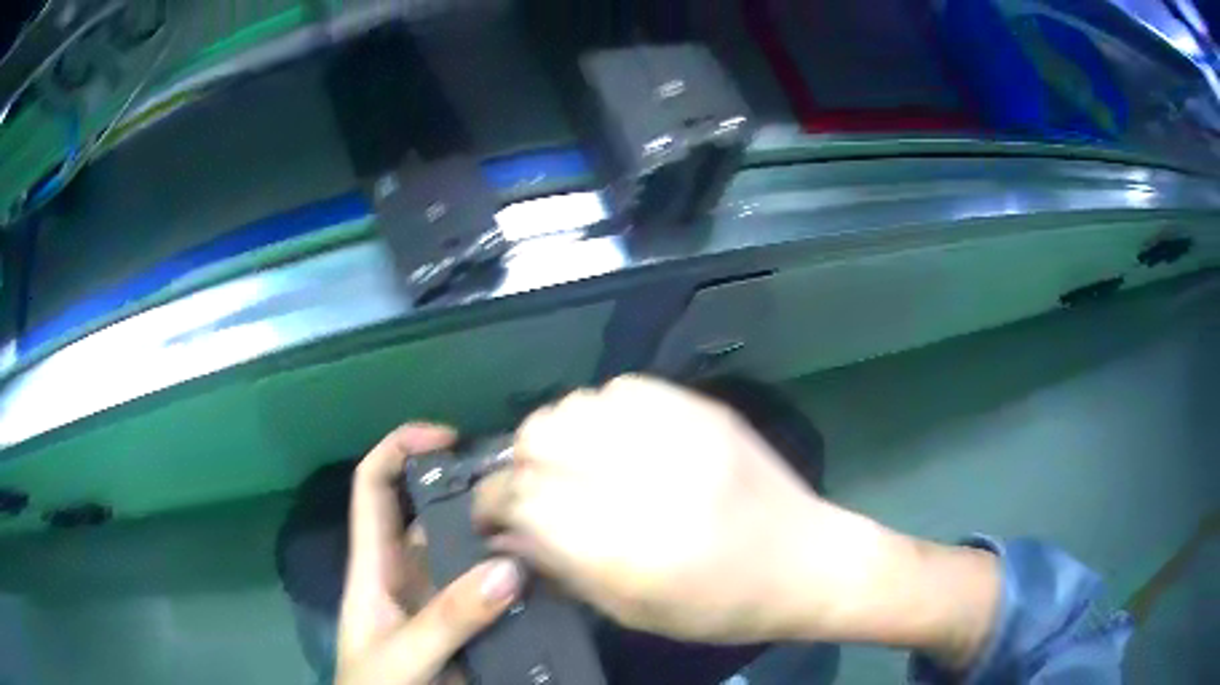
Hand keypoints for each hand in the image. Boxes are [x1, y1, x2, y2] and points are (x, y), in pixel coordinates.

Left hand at [337, 424, 523, 684]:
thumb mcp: (401, 656)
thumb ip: (447, 619)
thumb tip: (508, 568)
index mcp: (374, 565)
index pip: (374, 487)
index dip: (399, 448)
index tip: (448, 437)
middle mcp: (409, 573)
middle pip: (431, 515)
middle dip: (467, 491)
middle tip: (523, 482)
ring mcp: (440, 602)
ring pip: (468, 554)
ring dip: (500, 539)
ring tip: (547, 523)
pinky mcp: (468, 629)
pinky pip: (495, 595)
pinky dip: (520, 583)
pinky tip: (551, 577)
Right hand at [474, 376, 999, 668]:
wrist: (806, 561)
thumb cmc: (718, 606)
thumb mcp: (630, 609)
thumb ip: (559, 566)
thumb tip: (505, 532)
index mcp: (622, 542)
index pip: (519, 497)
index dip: (492, 504)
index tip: (494, 518)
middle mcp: (642, 475)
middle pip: (536, 436)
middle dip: (522, 465)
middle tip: (540, 492)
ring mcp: (675, 430)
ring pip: (571, 405)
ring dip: (559, 436)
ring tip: (580, 466)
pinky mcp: (700, 407)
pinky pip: (618, 388)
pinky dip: (603, 415)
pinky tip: (622, 443)